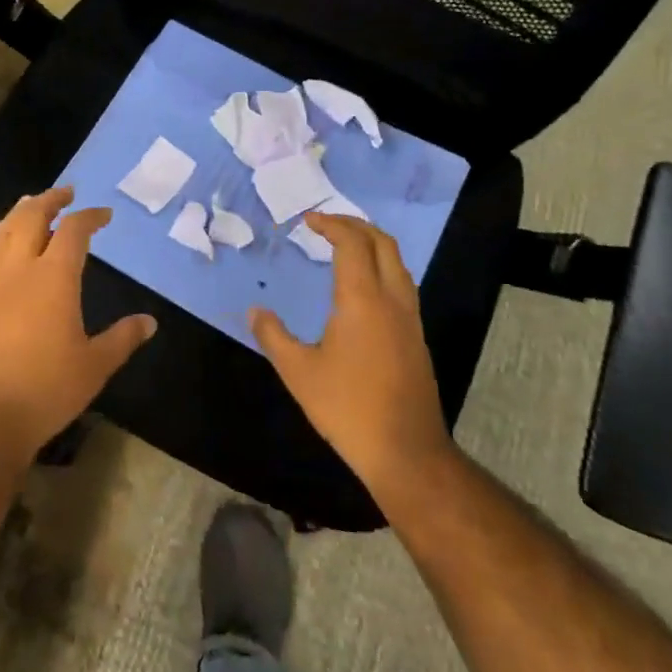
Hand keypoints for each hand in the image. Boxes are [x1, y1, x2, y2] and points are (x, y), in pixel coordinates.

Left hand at [0, 186, 155, 467]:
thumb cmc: (45, 390)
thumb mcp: (95, 366)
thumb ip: (122, 339)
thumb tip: (150, 322)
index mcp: (54, 277)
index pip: (74, 231)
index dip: (90, 216)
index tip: (104, 214)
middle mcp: (18, 270)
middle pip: (30, 218)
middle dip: (48, 200)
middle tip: (63, 192)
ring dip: (15, 216)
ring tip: (26, 206)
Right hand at [250, 213, 451, 500]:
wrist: (406, 451)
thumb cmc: (347, 408)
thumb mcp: (298, 372)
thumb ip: (273, 336)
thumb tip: (254, 311)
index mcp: (363, 299)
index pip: (352, 243)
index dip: (331, 224)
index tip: (308, 220)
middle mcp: (392, 300)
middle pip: (383, 243)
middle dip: (355, 225)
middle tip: (327, 223)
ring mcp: (410, 319)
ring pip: (398, 263)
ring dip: (372, 244)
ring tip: (345, 246)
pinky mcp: (416, 337)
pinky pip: (402, 284)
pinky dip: (382, 267)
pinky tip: (363, 287)